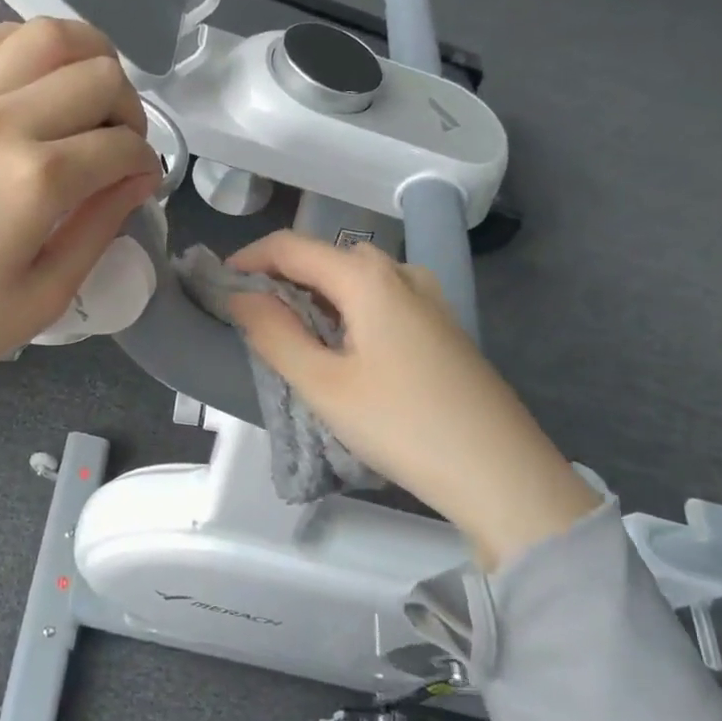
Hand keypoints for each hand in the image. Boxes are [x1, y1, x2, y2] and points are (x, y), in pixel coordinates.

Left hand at [0, 20, 159, 419]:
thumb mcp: (42, 298)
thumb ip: (99, 228)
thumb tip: (137, 179)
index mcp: (35, 180)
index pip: (122, 144)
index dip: (147, 163)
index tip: (143, 184)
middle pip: (96, 74)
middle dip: (128, 106)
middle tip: (119, 146)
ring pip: (41, 36)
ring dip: (84, 56)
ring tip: (86, 96)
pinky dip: (16, 46)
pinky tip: (27, 76)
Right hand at [222, 232, 599, 569]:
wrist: (503, 474)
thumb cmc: (403, 426)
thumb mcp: (324, 385)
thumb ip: (274, 333)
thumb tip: (240, 297)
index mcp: (367, 277)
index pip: (291, 246)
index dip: (248, 259)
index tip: (218, 286)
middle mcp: (400, 272)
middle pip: (325, 257)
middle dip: (281, 277)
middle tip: (251, 317)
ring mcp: (428, 297)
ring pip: (355, 278)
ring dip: (315, 294)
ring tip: (290, 334)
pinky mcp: (442, 325)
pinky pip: (381, 299)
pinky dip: (347, 309)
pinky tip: (342, 347)